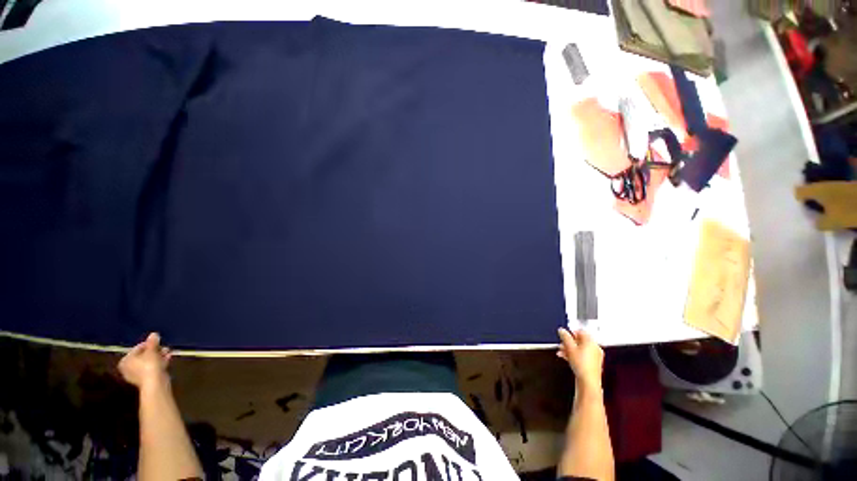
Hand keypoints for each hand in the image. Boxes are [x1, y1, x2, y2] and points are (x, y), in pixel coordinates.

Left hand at [118, 333, 171, 391]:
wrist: (155, 383)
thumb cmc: (149, 365)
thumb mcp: (151, 351)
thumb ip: (152, 342)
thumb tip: (153, 334)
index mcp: (125, 360)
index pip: (137, 348)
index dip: (148, 344)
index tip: (158, 342)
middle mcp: (128, 368)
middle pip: (143, 356)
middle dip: (155, 351)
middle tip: (164, 347)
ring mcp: (137, 375)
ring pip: (149, 362)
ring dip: (159, 356)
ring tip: (168, 352)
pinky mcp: (146, 379)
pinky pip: (152, 368)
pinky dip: (159, 363)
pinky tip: (168, 359)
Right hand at [557, 328, 603, 391]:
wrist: (588, 381)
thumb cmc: (582, 365)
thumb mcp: (569, 347)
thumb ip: (564, 336)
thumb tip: (562, 331)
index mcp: (591, 341)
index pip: (581, 331)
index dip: (571, 332)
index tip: (564, 334)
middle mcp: (595, 348)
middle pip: (580, 341)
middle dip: (569, 342)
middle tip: (562, 344)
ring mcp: (595, 357)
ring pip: (580, 349)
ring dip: (570, 349)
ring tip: (562, 352)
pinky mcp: (593, 364)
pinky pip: (582, 356)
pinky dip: (574, 355)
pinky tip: (567, 358)